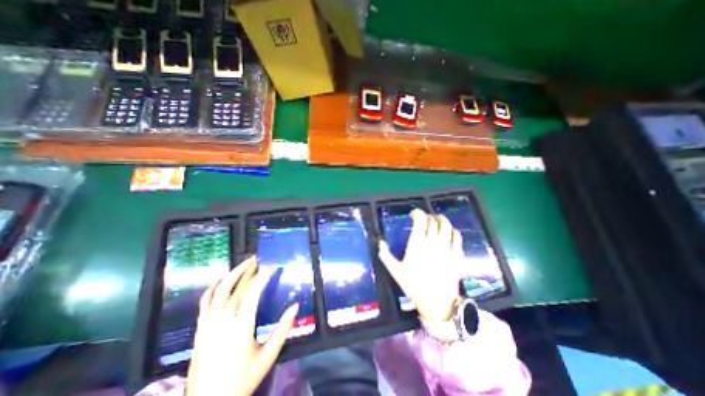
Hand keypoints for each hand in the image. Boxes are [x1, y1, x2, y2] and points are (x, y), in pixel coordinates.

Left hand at [185, 257, 298, 395]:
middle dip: (248, 270)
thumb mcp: (269, 355)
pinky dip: (212, 288)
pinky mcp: (200, 329)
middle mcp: (223, 321)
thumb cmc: (243, 379)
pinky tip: (220, 280)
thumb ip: (283, 329)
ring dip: (232, 274)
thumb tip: (295, 305)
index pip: (253, 292)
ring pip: (219, 291)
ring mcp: (208, 324)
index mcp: (241, 327)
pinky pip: (204, 303)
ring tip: (244, 264)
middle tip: (258, 259)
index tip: (273, 266)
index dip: (264, 275)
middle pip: (236, 287)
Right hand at [376, 209, 466, 323]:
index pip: (420, 219)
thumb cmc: (414, 285)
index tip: (412, 215)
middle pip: (433, 220)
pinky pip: (457, 236)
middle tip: (423, 220)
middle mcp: (433, 241)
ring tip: (436, 221)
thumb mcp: (395, 270)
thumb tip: (380, 242)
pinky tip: (449, 232)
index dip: (416, 212)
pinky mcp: (456, 254)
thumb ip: (385, 255)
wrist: (437, 302)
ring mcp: (446, 247)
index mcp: (417, 243)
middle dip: (427, 216)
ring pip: (446, 225)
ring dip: (441, 219)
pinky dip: (452, 230)